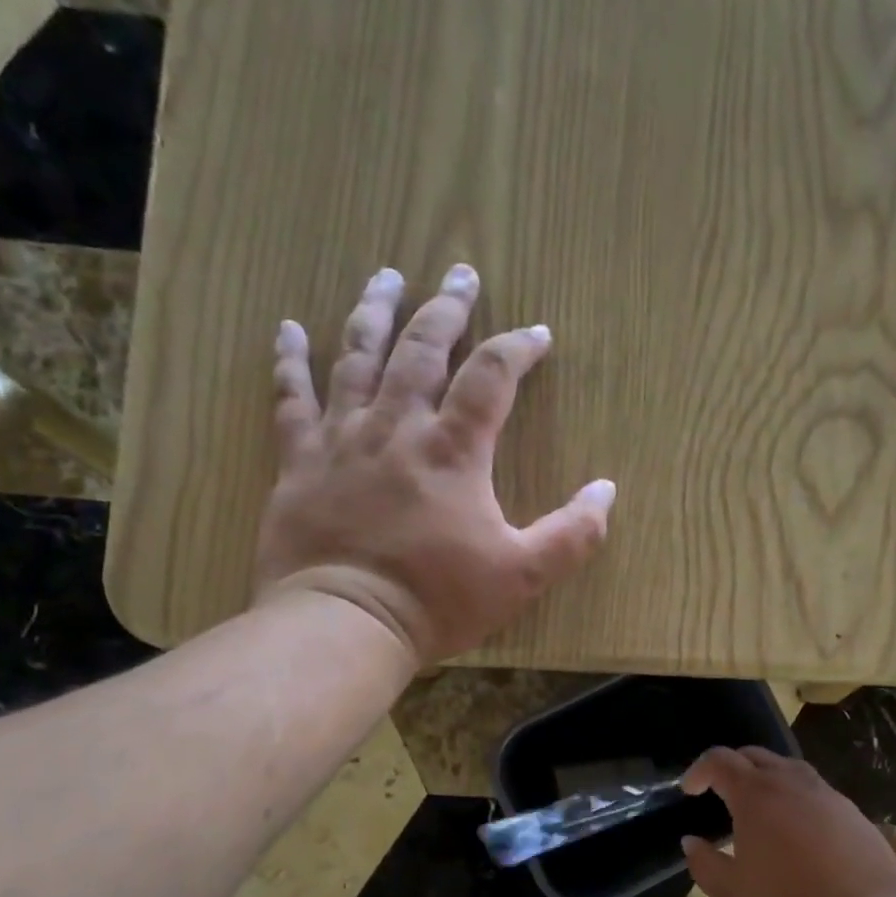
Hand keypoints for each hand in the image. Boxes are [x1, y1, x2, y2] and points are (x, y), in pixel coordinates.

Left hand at [254, 265, 615, 664]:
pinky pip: (291, 399)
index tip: (536, 334)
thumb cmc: (437, 601)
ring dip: (374, 311)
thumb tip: (607, 490)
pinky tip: (288, 328)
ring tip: (386, 276)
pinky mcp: (299, 461)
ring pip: (357, 357)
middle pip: (422, 348)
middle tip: (460, 272)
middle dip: (446, 306)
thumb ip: (572, 534)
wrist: (344, 625)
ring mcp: (342, 439)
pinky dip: (289, 360)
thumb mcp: (522, 576)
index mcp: (454, 450)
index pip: (491, 376)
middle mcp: (397, 427)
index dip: (517, 348)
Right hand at [679, 747, 895, 896]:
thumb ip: (704, 864)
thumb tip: (691, 842)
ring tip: (761, 809)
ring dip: (767, 778)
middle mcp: (790, 782)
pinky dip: (797, 798)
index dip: (699, 770)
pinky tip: (799, 831)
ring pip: (789, 768)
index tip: (690, 791)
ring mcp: (826, 794)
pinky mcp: (852, 812)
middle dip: (731, 767)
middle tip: (721, 794)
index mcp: (755, 794)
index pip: (719, 760)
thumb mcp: (733, 893)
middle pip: (754, 755)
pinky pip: (816, 791)